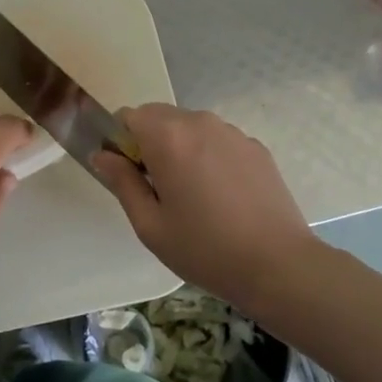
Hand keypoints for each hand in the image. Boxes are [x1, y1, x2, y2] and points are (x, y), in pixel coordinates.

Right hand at [93, 104, 312, 309]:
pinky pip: (217, 140)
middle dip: (150, 142)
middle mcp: (199, 123)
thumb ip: (122, 182)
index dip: (121, 141)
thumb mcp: (150, 224)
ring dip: (180, 148)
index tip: (129, 174)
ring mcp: (231, 132)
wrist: (279, 266)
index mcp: (168, 138)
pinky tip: (222, 196)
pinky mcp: (255, 147)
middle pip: (159, 116)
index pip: (129, 115)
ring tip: (194, 195)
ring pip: (190, 127)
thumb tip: (102, 155)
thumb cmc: (204, 249)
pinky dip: (209, 156)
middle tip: (159, 188)